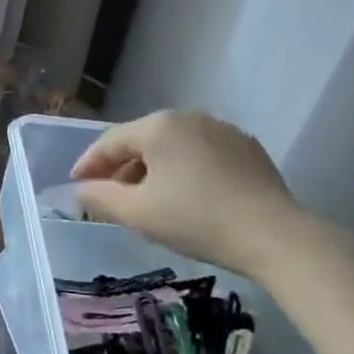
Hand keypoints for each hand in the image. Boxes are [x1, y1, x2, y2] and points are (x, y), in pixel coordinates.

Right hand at [71, 111, 319, 279]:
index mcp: (158, 125)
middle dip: (121, 167)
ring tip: (146, 199)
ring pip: (173, 147)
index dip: (89, 164)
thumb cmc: (197, 219)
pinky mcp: (248, 148)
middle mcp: (189, 117)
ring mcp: (222, 130)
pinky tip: (186, 196)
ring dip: (153, 169)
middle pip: (142, 140)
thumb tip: (80, 189)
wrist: (276, 237)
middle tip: (109, 195)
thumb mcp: (138, 213)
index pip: (110, 141)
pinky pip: (201, 154)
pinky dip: (184, 170)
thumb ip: (100, 197)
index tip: (76, 185)